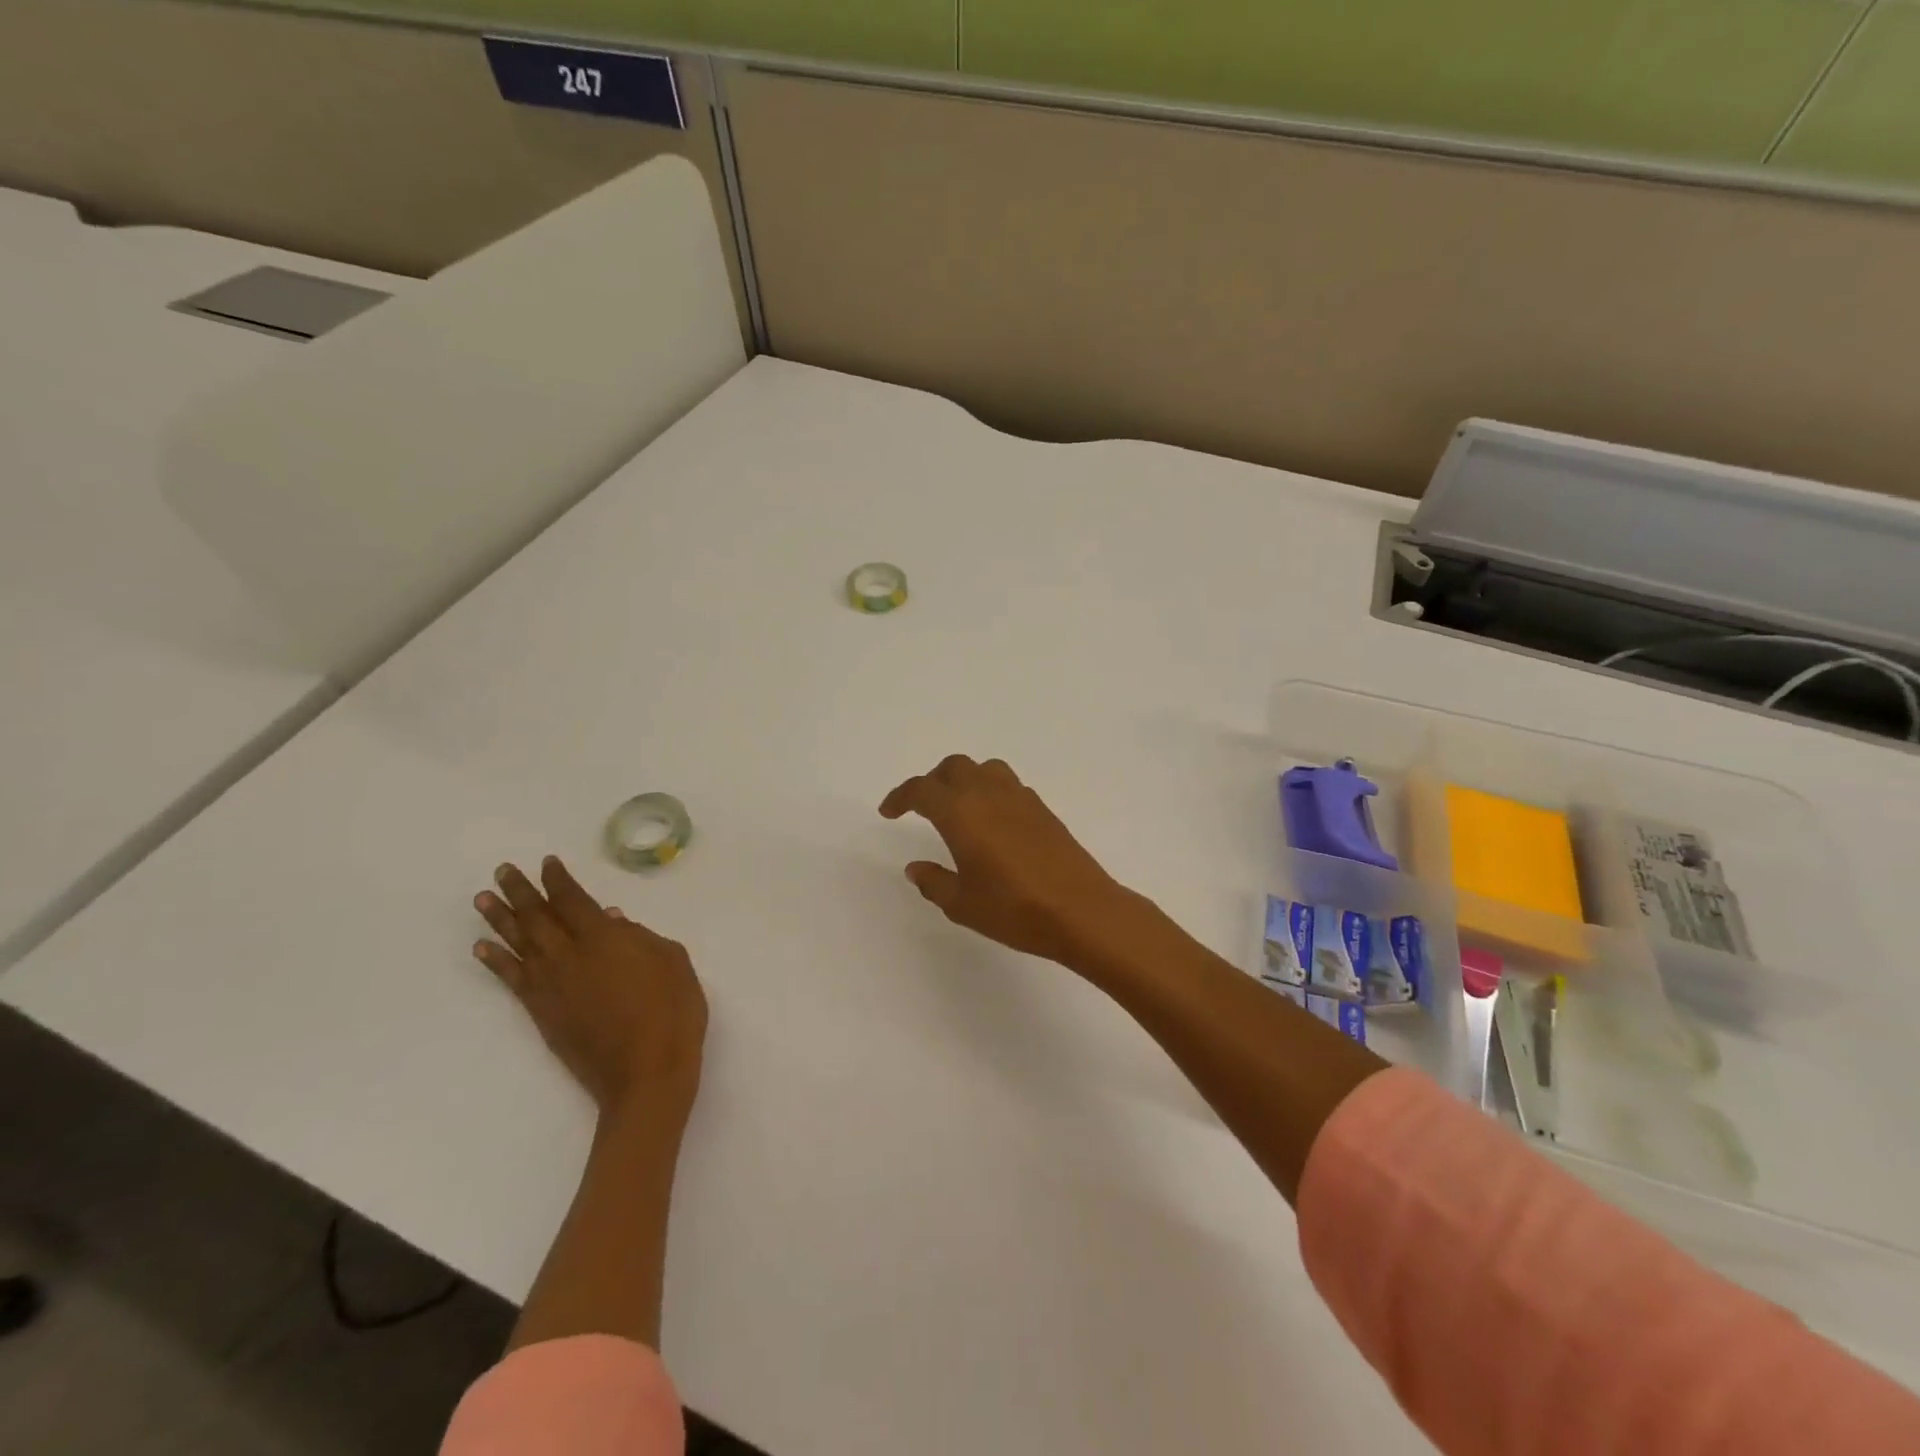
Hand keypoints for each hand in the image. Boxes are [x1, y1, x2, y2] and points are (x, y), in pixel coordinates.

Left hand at [473, 857, 707, 1118]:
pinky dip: (496, 961)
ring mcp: (552, 986)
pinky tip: (483, 947)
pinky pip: (512, 979)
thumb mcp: (673, 961)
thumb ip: (640, 936)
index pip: (573, 900)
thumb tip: (611, 920)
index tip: (547, 863)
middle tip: (502, 871)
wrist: (646, 1073)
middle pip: (538, 916)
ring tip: (481, 899)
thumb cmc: (672, 1011)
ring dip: (499, 920)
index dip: (558, 880)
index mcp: (605, 938)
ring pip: (519, 944)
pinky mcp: (542, 1013)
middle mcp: (570, 956)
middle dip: (520, 891)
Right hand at [879, 755, 1147, 968]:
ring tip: (959, 807)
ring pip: (985, 769)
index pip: (922, 790)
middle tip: (922, 807)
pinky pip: (1008, 785)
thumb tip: (916, 867)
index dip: (900, 797)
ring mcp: (1020, 798)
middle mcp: (989, 794)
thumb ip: (933, 882)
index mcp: (961, 813)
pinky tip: (993, 822)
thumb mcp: (962, 904)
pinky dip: (991, 791)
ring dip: (965, 779)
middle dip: (932, 781)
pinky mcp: (1043, 810)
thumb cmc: (1014, 909)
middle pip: (954, 767)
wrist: (1081, 910)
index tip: (889, 812)